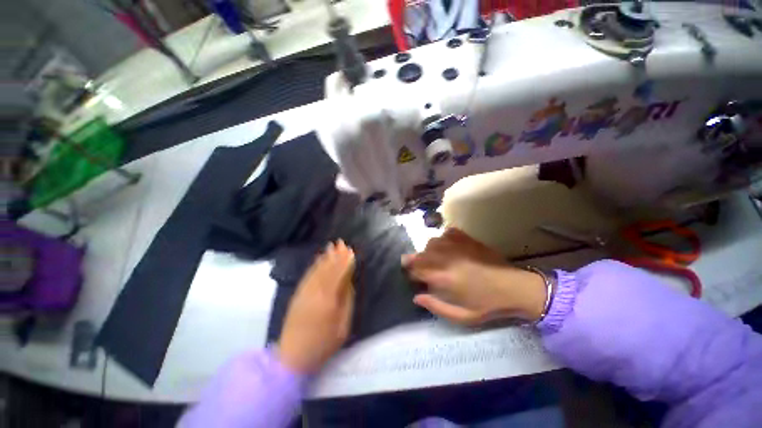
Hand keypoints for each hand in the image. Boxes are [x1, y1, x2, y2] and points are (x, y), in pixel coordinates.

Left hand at [277, 240, 354, 373]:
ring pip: (317, 270)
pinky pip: (308, 275)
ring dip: (326, 257)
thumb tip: (348, 282)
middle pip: (328, 269)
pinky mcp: (297, 294)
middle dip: (336, 255)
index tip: (351, 251)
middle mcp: (316, 292)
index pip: (339, 275)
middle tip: (342, 243)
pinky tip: (319, 259)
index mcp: (329, 300)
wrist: (293, 357)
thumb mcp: (343, 326)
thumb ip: (347, 301)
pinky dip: (315, 265)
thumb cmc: (323, 344)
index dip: (345, 262)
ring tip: (332, 246)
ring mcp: (305, 292)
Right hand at [403, 228, 546, 325]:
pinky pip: (446, 233)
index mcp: (443, 278)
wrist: (515, 288)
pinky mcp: (466, 238)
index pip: (416, 269)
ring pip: (431, 242)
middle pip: (420, 254)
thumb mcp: (462, 316)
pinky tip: (448, 247)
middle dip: (415, 260)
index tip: (411, 275)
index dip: (410, 272)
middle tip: (420, 267)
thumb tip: (416, 298)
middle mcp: (445, 258)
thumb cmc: (487, 305)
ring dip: (429, 250)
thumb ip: (436, 306)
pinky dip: (443, 239)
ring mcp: (456, 245)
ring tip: (435, 258)